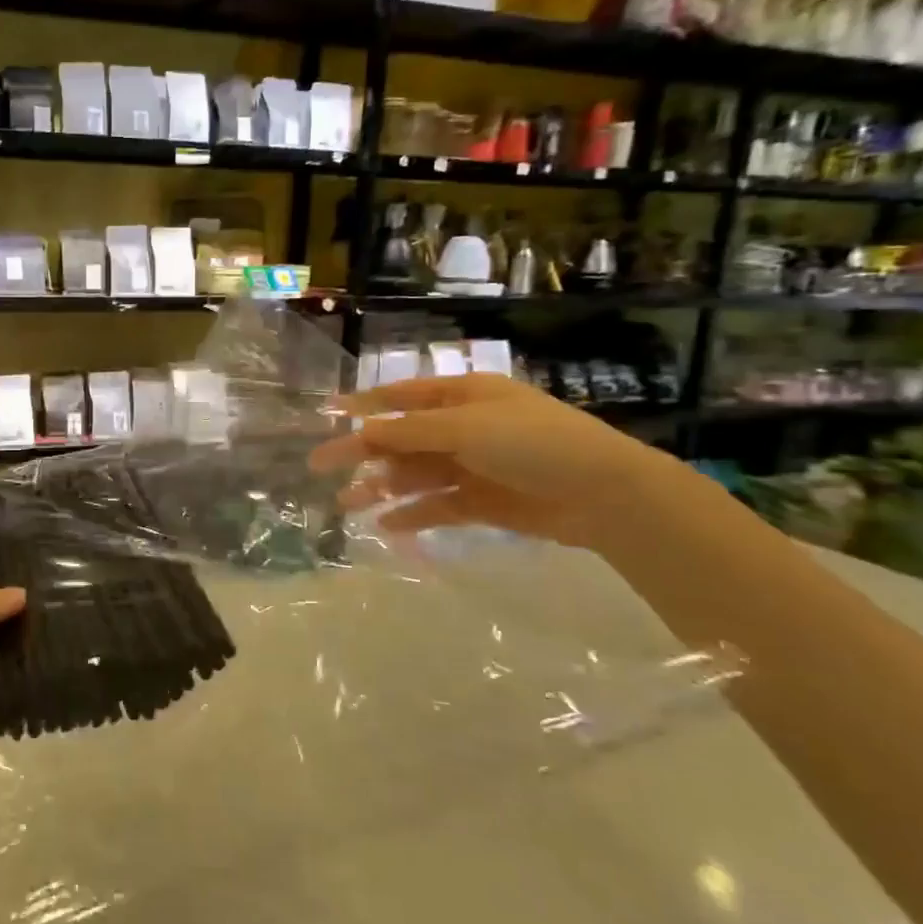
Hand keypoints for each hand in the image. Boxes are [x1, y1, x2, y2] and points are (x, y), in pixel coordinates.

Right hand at [309, 374, 685, 553]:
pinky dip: (412, 514)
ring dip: (380, 488)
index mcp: (462, 397)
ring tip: (347, 505)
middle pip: (400, 440)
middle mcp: (463, 428)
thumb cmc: (533, 443)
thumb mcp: (466, 427)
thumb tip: (364, 431)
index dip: (362, 404)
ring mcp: (472, 467)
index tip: (326, 414)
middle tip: (319, 466)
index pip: (400, 397)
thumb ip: (411, 431)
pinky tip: (386, 526)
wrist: (603, 493)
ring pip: (413, 476)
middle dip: (361, 452)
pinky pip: (436, 506)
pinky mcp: (482, 502)